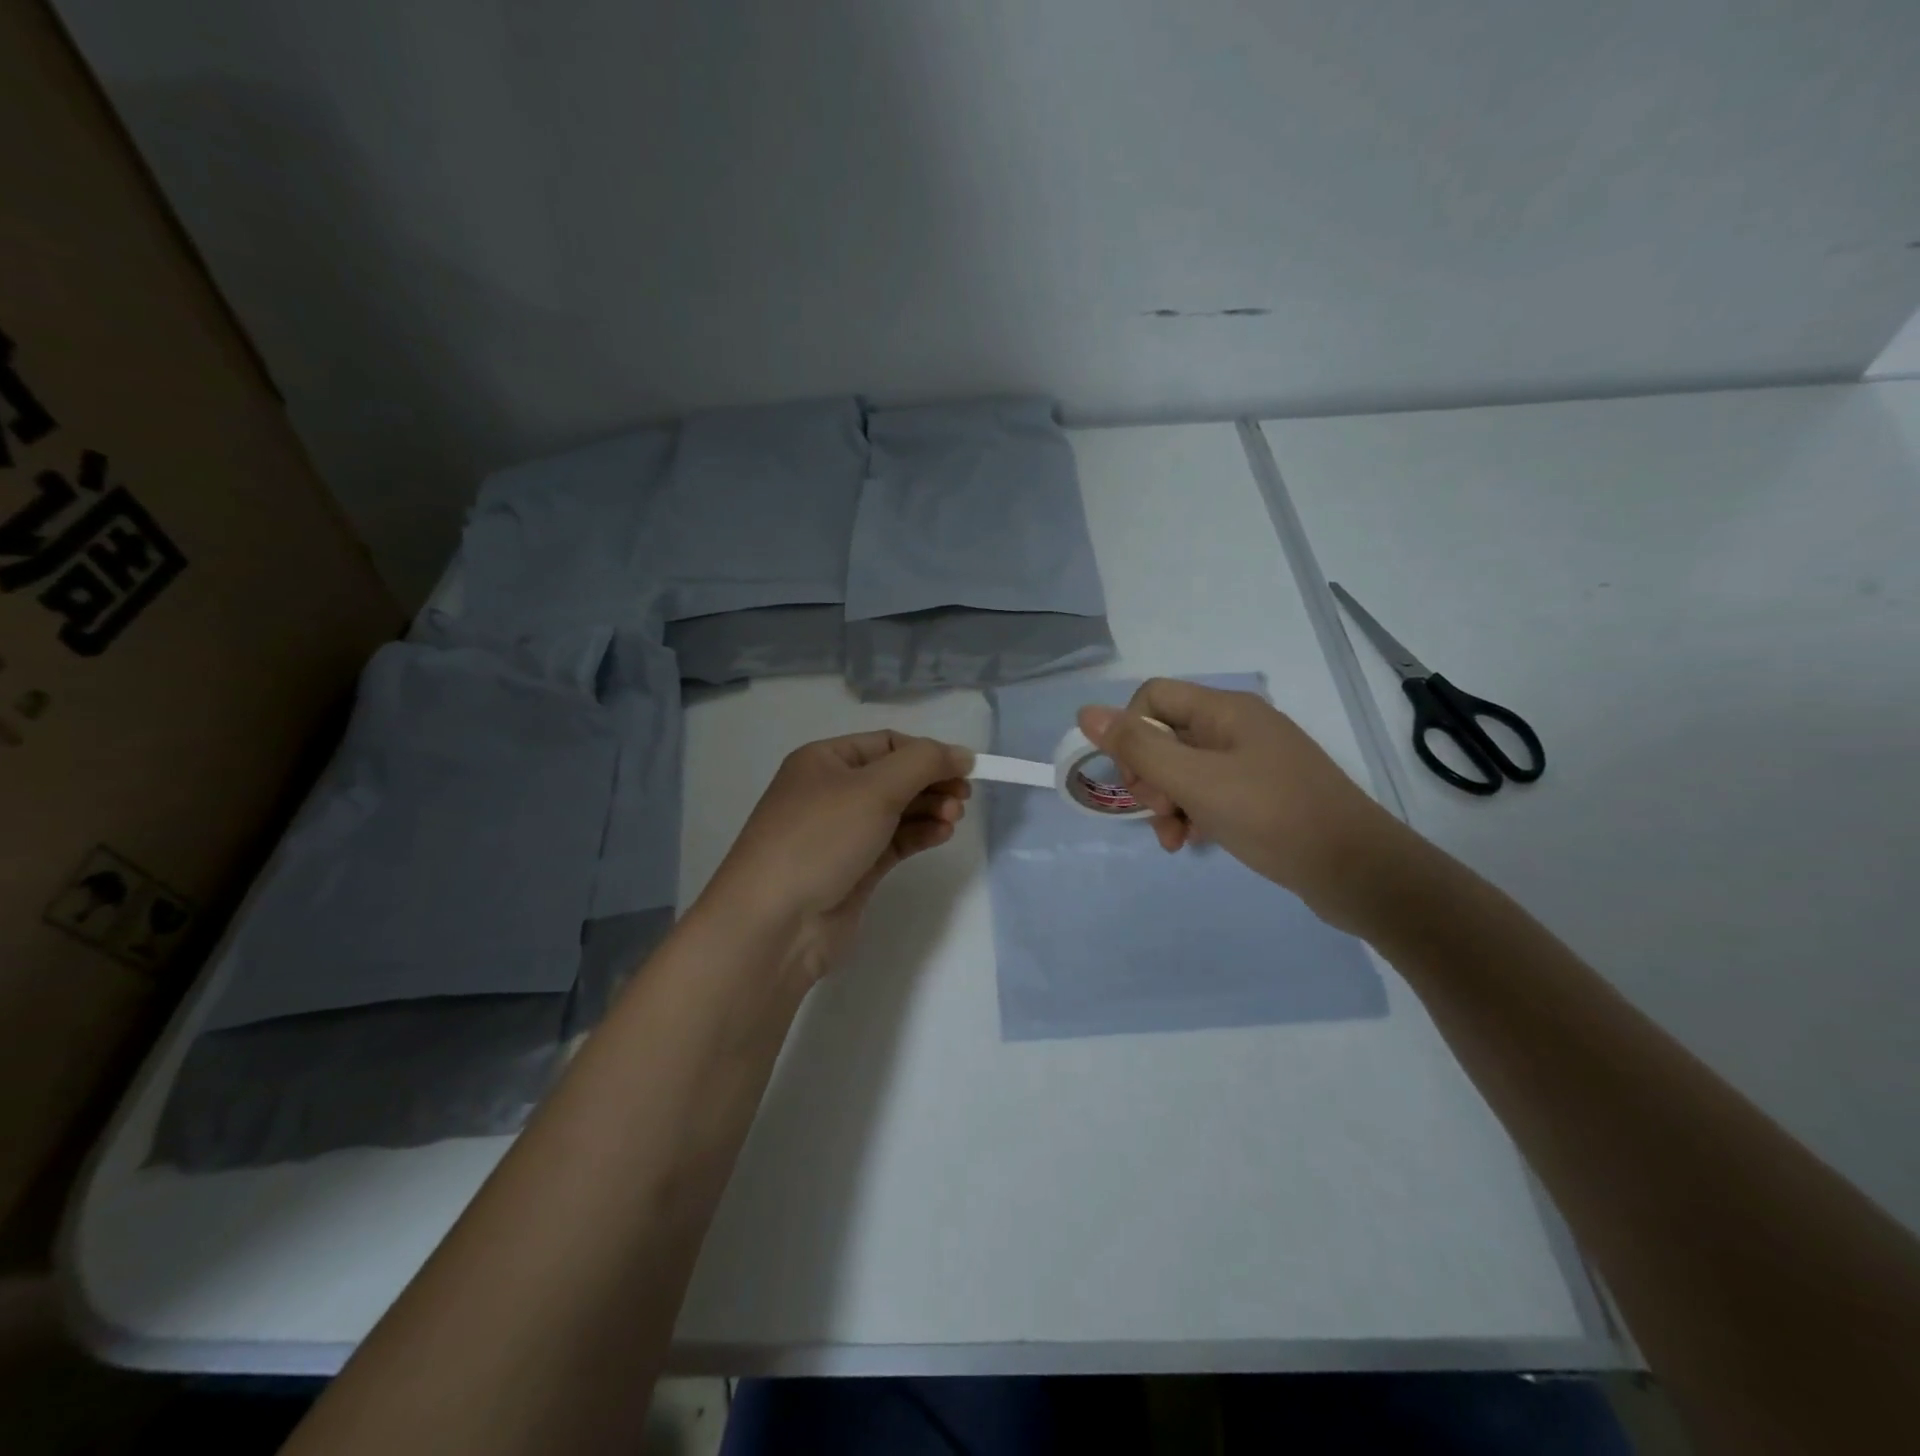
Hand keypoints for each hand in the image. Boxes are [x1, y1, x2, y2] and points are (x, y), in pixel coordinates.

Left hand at [699, 731, 971, 980]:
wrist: (775, 923)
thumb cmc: (820, 838)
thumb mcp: (874, 788)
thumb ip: (923, 763)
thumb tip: (962, 754)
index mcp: (824, 760)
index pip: (887, 743)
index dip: (927, 752)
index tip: (965, 768)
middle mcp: (831, 791)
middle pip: (895, 776)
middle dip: (931, 782)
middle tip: (963, 797)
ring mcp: (842, 832)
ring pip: (897, 810)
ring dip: (930, 809)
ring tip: (954, 818)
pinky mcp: (855, 868)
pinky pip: (895, 841)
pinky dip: (920, 834)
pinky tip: (942, 834)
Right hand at [1077, 680, 1411, 927]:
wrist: (1357, 871)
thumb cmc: (1271, 815)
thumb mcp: (1195, 781)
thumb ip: (1138, 748)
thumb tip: (1085, 712)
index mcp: (1225, 710)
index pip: (1152, 698)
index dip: (1130, 732)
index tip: (1134, 777)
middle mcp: (1238, 728)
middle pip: (1166, 735)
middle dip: (1149, 776)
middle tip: (1160, 810)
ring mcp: (1252, 762)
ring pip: (1184, 770)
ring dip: (1167, 802)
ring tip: (1173, 838)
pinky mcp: (1262, 795)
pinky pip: (1210, 793)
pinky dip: (1192, 814)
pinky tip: (1192, 842)